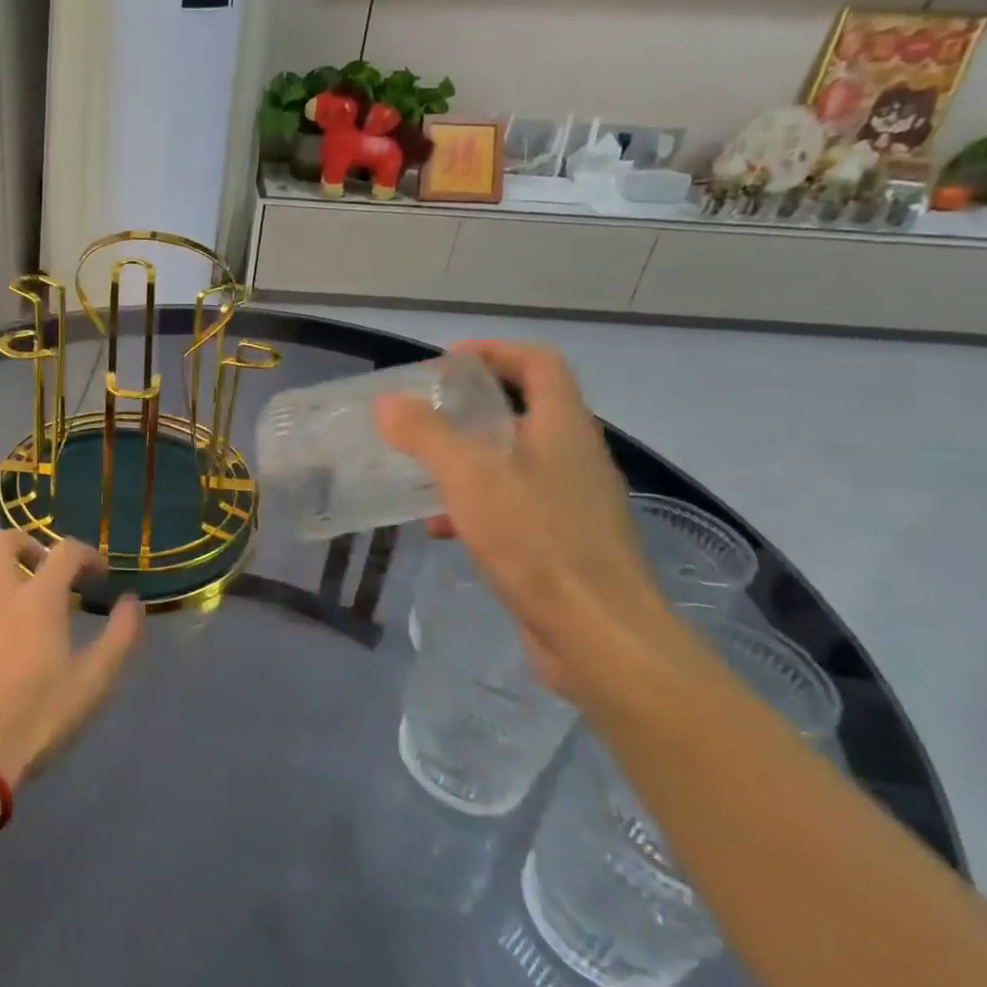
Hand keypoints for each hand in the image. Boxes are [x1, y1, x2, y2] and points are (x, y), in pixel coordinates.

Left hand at [0, 531, 144, 786]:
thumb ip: (121, 636)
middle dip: (27, 544)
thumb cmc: (39, 717)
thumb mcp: (95, 682)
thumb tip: (132, 602)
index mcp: (38, 598)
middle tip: (44, 570)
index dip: (87, 554)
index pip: (65, 550)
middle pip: (1, 540)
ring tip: (9, 590)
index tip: (99, 575)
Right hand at [372, 341, 673, 703]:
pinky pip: (514, 505)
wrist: (599, 635)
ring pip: (514, 462)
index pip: (538, 364)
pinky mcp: (563, 542)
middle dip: (472, 408)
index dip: (495, 351)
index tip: (448, 361)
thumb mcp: (470, 479)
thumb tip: (387, 402)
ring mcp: (572, 502)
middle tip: (424, 414)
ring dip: (468, 459)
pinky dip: (475, 504)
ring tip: (420, 470)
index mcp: (563, 428)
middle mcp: (574, 457)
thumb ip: (426, 436)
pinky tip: (439, 528)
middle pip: (525, 411)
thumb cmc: (537, 541)